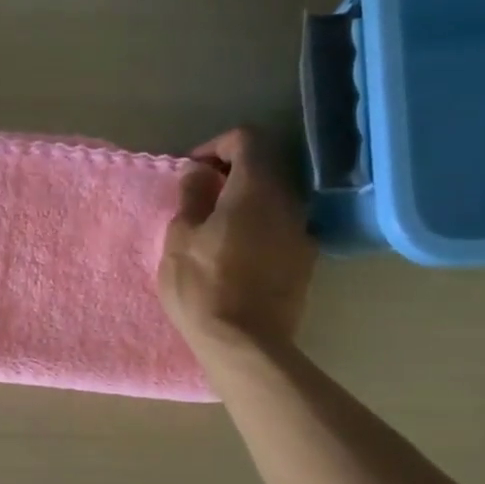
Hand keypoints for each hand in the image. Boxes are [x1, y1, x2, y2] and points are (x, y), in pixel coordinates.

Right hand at [159, 128, 316, 356]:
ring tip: (215, 230)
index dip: (217, 145)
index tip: (193, 171)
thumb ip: (191, 198)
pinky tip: (236, 257)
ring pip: (274, 201)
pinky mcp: (304, 263)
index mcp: (255, 189)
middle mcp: (288, 202)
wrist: (245, 344)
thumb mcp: (180, 239)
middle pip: (264, 168)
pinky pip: (280, 230)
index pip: (247, 139)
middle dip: (231, 174)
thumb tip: (198, 174)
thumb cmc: (203, 287)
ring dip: (245, 204)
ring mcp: (301, 233)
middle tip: (200, 199)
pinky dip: (258, 229)